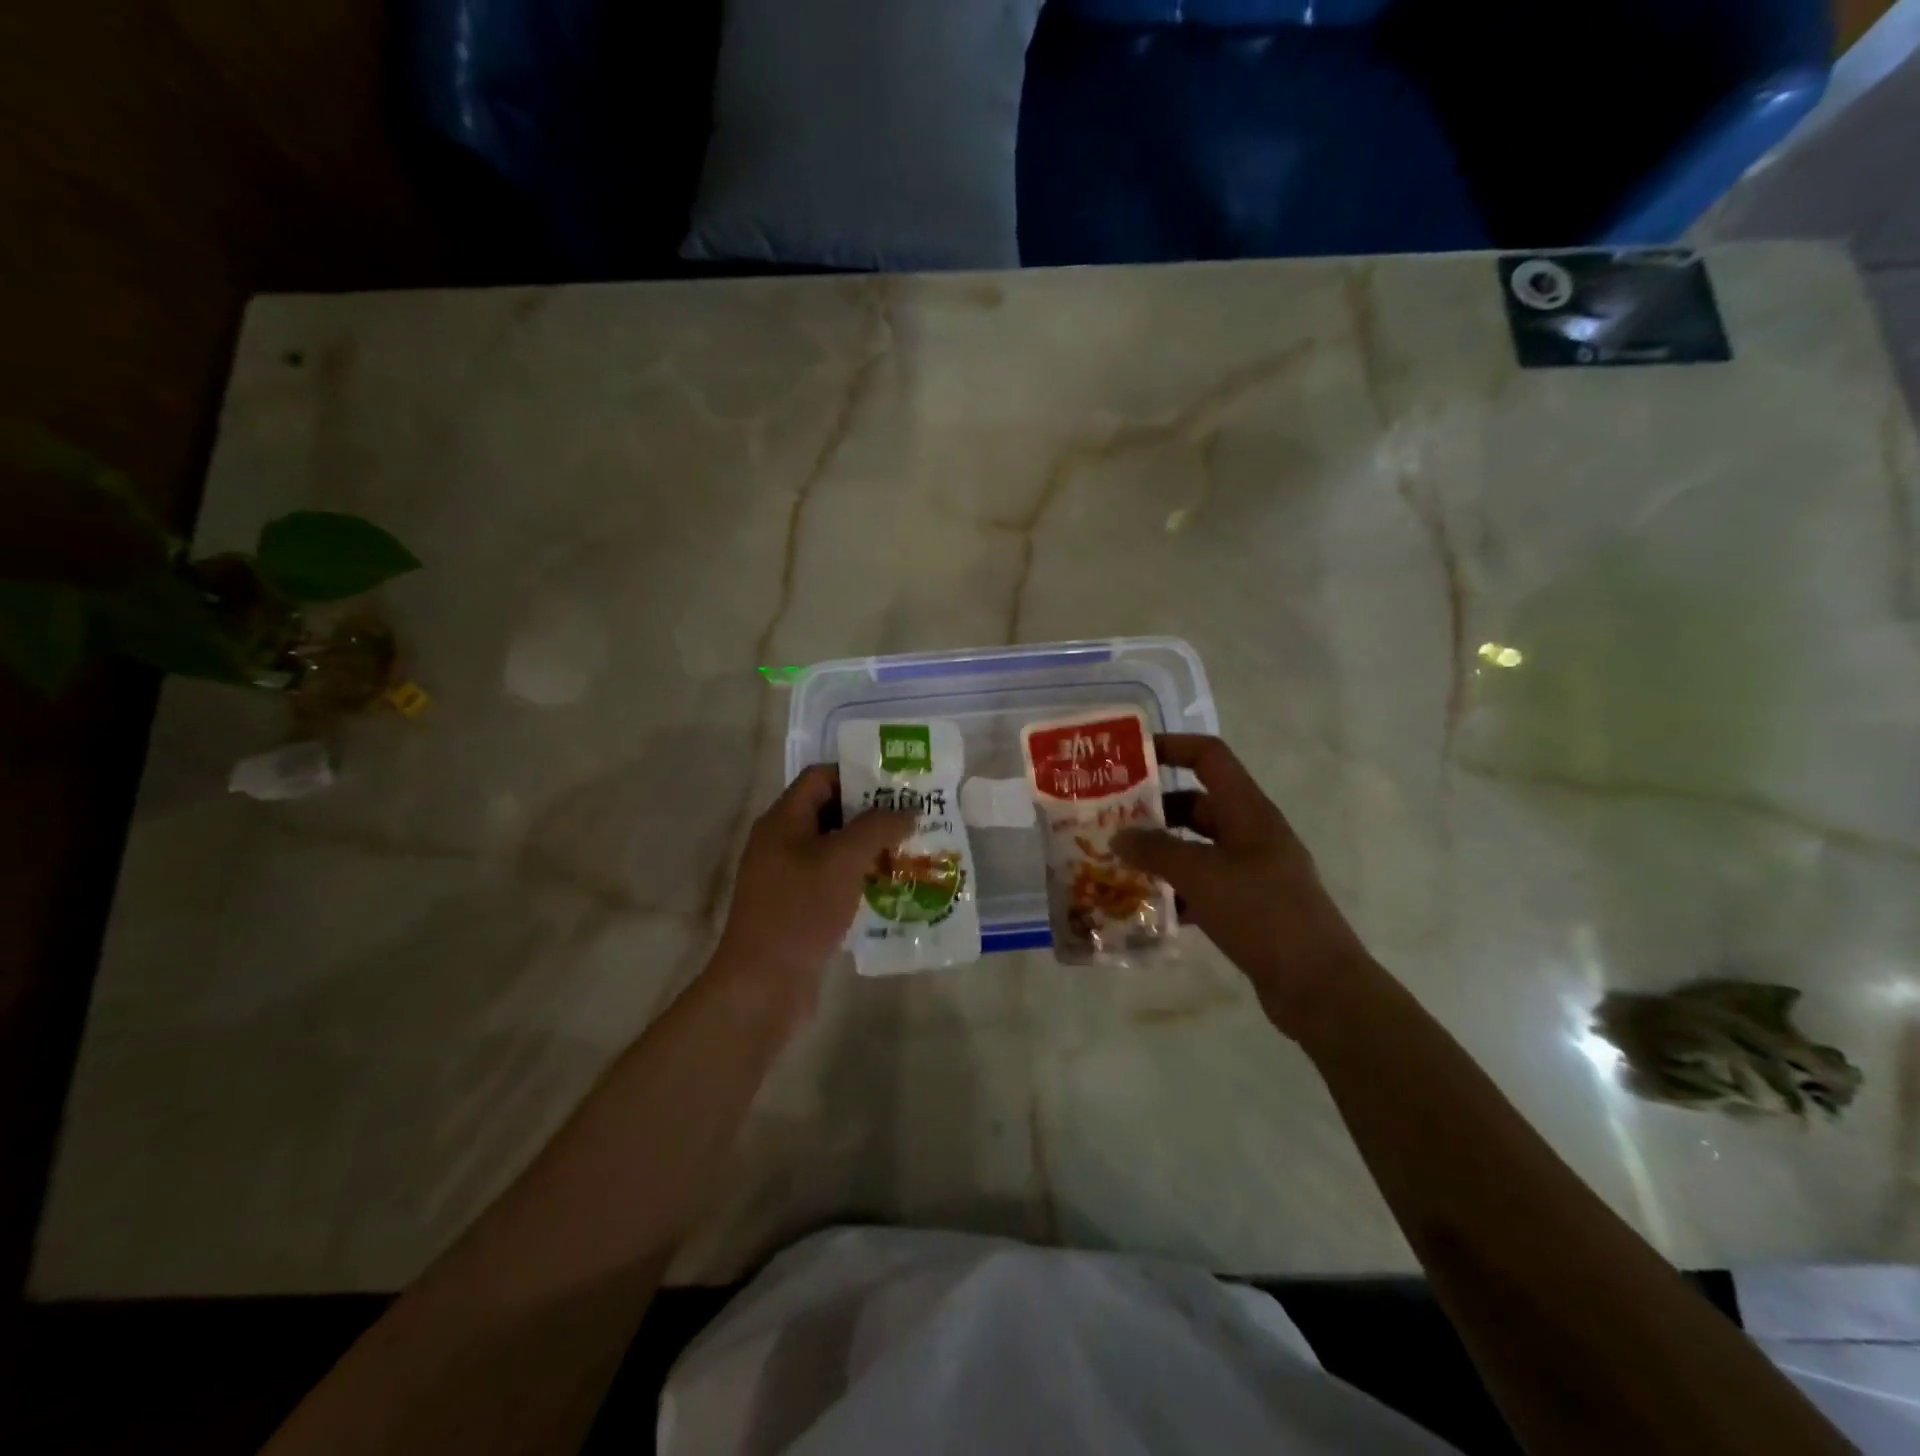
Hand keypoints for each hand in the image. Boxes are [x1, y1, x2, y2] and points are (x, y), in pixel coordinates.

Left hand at [711, 766, 914, 1017]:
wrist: (763, 983)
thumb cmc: (800, 909)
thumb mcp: (843, 860)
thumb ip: (877, 827)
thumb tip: (908, 811)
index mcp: (783, 820)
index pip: (821, 778)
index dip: (857, 774)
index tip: (897, 785)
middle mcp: (781, 842)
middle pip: (830, 812)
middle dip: (871, 814)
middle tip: (912, 818)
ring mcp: (788, 877)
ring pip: (834, 849)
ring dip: (869, 848)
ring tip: (910, 850)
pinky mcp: (798, 908)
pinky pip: (833, 880)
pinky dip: (860, 878)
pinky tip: (891, 887)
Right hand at [1114, 735, 1373, 1038]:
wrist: (1319, 987)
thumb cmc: (1263, 914)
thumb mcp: (1202, 875)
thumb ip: (1156, 851)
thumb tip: (1118, 836)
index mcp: (1248, 811)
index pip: (1209, 757)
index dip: (1171, 746)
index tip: (1129, 757)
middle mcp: (1250, 833)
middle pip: (1195, 803)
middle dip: (1153, 810)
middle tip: (1108, 820)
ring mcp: (1251, 871)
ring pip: (1195, 847)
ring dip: (1159, 853)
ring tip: (1116, 862)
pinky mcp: (1247, 906)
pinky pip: (1201, 885)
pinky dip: (1174, 891)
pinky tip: (1144, 907)